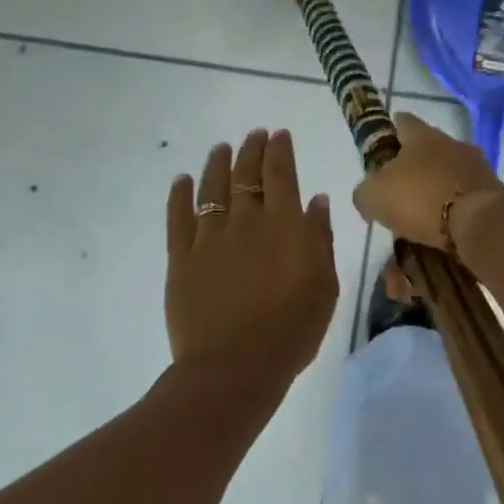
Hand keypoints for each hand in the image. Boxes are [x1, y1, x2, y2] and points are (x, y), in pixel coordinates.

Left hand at [165, 129, 337, 385]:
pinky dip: (179, 196)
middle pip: (246, 175)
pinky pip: (178, 219)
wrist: (235, 369)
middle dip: (251, 150)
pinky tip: (181, 181)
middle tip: (254, 134)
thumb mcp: (324, 285)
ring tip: (221, 148)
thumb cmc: (291, 330)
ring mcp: (210, 239)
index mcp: (284, 225)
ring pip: (211, 189)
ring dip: (217, 164)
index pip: (281, 174)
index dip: (279, 150)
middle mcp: (245, 222)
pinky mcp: (182, 259)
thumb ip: (319, 238)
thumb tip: (316, 199)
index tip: (279, 134)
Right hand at [351, 112, 503, 249]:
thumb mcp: (374, 196)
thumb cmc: (421, 199)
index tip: (381, 150)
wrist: (480, 222)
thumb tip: (369, 193)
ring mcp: (476, 164)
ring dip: (436, 185)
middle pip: (427, 147)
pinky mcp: (492, 189)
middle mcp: (451, 141)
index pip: (402, 121)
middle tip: (398, 189)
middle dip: (413, 164)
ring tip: (422, 211)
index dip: (389, 132)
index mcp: (422, 135)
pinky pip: (465, 192)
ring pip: (448, 169)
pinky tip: (444, 224)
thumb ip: (365, 190)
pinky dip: (454, 203)